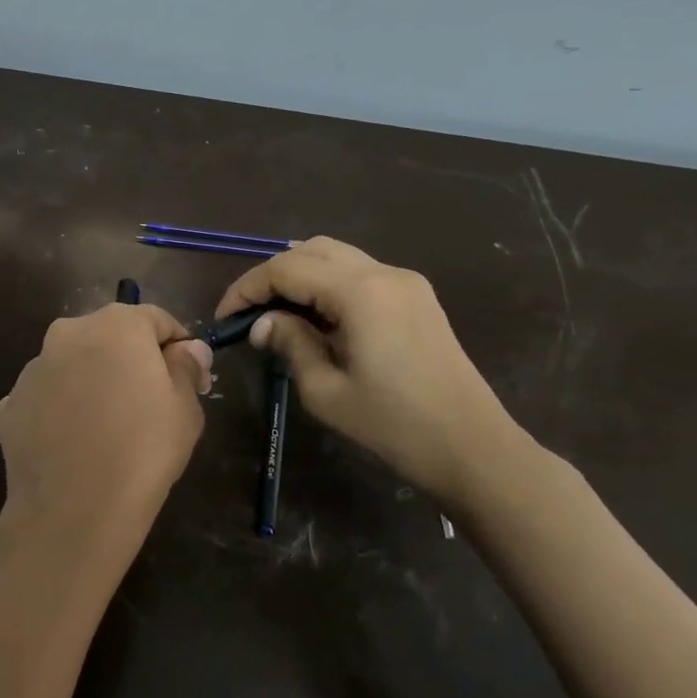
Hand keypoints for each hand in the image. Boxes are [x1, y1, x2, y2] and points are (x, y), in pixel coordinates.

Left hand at [0, 303, 212, 603]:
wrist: (73, 511)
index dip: (179, 346)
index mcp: (116, 325)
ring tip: (108, 428)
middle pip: (109, 337)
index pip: (156, 319)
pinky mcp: (9, 405)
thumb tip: (187, 349)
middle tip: (151, 402)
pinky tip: (74, 445)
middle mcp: (67, 333)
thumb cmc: (143, 452)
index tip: (194, 380)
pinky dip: (60, 411)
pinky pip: (46, 399)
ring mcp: (32, 369)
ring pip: (73, 365)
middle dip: (132, 360)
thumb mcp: (185, 408)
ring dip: (92, 382)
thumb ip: (186, 367)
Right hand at [217, 237, 527, 506]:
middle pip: (311, 250)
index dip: (247, 288)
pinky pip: (360, 273)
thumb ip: (291, 344)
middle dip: (272, 276)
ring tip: (278, 315)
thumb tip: (262, 323)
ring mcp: (405, 282)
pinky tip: (317, 318)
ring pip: (337, 256)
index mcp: (360, 292)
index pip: (286, 269)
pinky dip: (329, 284)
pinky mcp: (417, 297)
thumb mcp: (326, 391)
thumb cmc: (394, 425)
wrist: (472, 447)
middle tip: (249, 313)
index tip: (224, 316)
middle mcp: (383, 272)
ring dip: (301, 276)